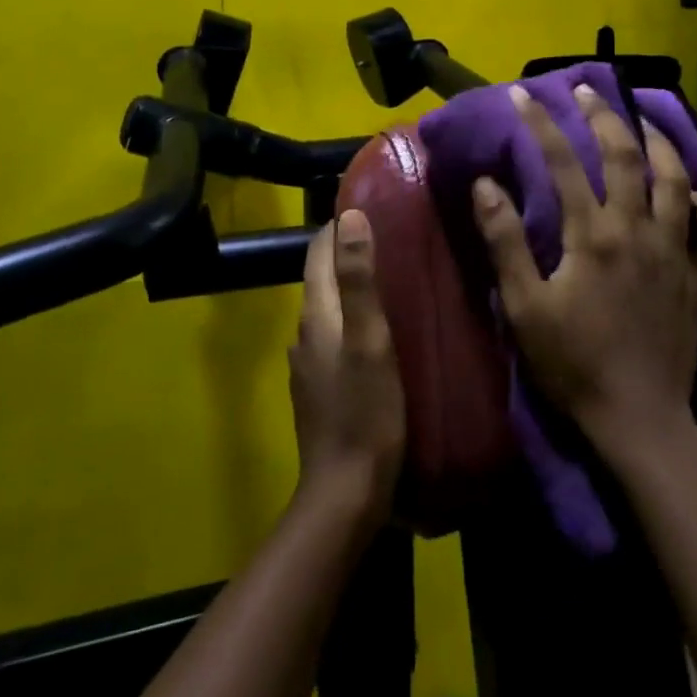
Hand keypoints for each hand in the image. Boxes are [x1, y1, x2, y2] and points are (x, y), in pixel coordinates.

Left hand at [289, 210, 405, 524]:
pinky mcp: (320, 389)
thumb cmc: (365, 411)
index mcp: (317, 315)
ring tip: (391, 278)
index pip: (317, 254)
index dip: (337, 227)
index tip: (369, 205)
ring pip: (329, 309)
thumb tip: (349, 216)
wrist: (345, 491)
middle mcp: (305, 333)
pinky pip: (334, 337)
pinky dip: (352, 320)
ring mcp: (310, 365)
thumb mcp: (370, 339)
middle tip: (390, 237)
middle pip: (321, 279)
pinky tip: (379, 331)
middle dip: (347, 253)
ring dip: (351, 288)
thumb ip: (359, 279)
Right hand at [471, 84, 696, 458]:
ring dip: (661, 144)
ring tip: (646, 121)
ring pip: (676, 182)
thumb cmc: (572, 363)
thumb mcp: (525, 305)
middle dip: (605, 117)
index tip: (523, 96)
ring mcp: (674, 252)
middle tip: (589, 91)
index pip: (562, 164)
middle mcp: (638, 230)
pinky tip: (696, 193)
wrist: (638, 417)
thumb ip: (506, 242)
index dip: (541, 125)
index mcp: (593, 235)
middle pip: (625, 157)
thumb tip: (486, 185)